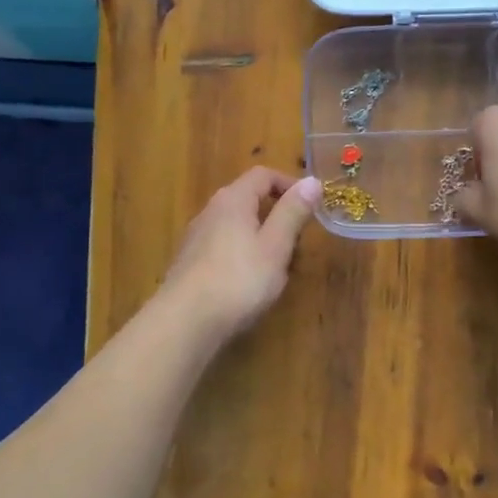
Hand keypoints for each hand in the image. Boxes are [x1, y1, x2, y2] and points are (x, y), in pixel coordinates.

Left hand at [161, 167, 321, 340]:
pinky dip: (242, 254)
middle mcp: (211, 211)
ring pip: (235, 225)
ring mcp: (196, 237)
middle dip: (276, 213)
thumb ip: (292, 212)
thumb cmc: (238, 280)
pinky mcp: (189, 263)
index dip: (289, 184)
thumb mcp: (275, 246)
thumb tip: (312, 181)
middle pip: (248, 198)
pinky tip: (249, 282)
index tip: (311, 205)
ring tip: (277, 265)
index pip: (263, 175)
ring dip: (260, 236)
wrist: (185, 322)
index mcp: (233, 200)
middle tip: (298, 240)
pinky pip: (223, 246)